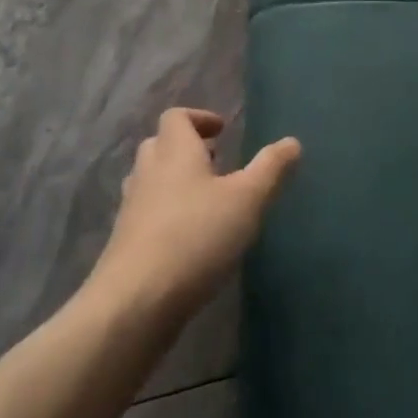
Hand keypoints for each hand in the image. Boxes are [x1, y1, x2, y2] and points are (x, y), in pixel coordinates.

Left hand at [91, 108, 301, 316]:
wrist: (136, 300)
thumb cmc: (196, 237)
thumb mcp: (247, 200)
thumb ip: (270, 169)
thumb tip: (292, 142)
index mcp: (175, 151)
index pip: (177, 116)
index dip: (199, 118)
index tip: (222, 132)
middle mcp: (148, 171)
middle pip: (161, 144)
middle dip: (188, 148)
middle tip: (217, 162)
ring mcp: (131, 207)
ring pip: (151, 179)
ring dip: (175, 180)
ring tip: (206, 200)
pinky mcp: (125, 242)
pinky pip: (146, 213)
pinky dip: (165, 213)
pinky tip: (189, 239)